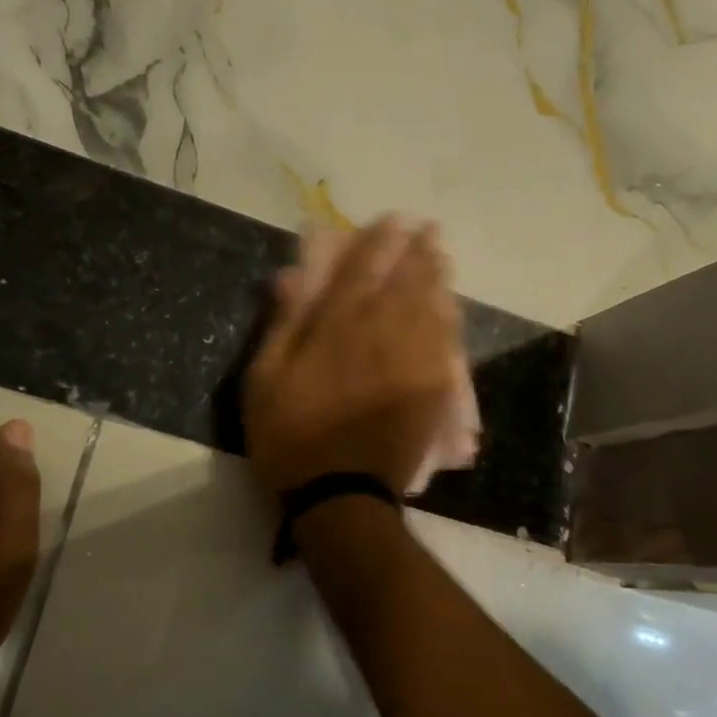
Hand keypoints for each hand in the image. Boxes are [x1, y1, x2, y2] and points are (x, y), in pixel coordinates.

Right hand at [245, 218, 461, 498]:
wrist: (341, 496)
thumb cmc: (292, 438)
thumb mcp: (265, 382)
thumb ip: (283, 325)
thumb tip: (292, 276)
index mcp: (339, 329)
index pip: (363, 271)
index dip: (379, 242)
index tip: (392, 220)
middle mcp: (382, 335)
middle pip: (407, 283)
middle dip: (418, 252)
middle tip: (428, 230)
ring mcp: (413, 363)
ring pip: (432, 308)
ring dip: (438, 278)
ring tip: (441, 256)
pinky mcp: (432, 391)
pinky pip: (447, 344)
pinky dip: (449, 320)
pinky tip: (451, 309)